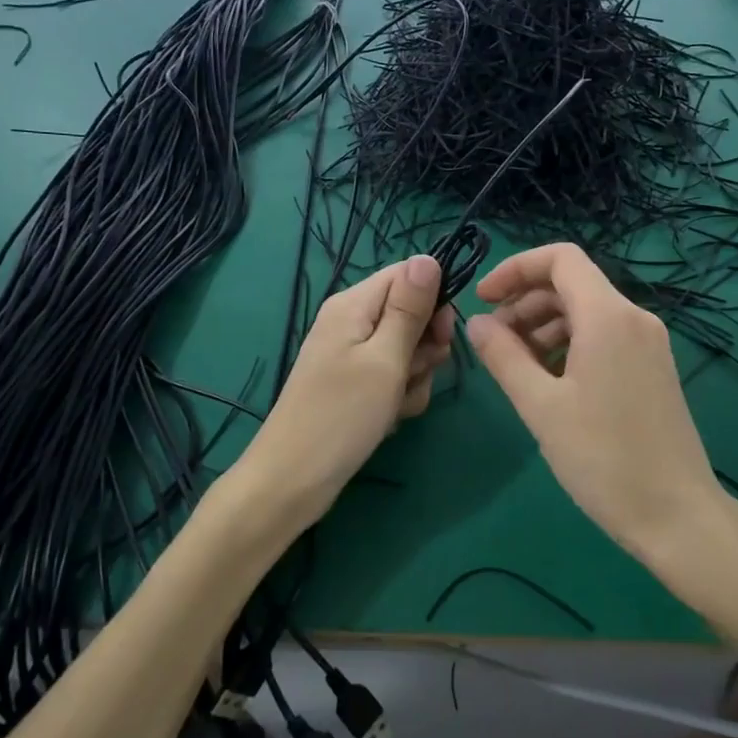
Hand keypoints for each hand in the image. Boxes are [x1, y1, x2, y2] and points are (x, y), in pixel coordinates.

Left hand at [235, 254, 453, 532]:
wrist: (293, 480)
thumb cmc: (342, 415)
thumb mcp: (385, 358)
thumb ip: (409, 308)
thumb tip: (429, 257)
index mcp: (353, 304)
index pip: (407, 275)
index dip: (434, 300)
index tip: (444, 335)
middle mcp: (351, 322)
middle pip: (411, 313)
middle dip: (424, 346)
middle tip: (415, 372)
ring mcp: (352, 355)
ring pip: (407, 350)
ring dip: (414, 377)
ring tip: (396, 403)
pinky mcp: (355, 385)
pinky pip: (393, 377)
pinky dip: (400, 396)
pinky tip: (389, 418)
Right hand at [467, 243, 726, 558]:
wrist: (677, 516)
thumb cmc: (603, 458)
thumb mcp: (541, 406)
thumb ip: (503, 356)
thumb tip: (476, 323)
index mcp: (608, 316)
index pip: (560, 258)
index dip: (516, 269)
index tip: (483, 299)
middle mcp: (634, 318)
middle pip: (571, 284)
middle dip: (525, 302)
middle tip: (493, 342)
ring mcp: (648, 344)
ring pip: (586, 312)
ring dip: (544, 326)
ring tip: (516, 366)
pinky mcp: (653, 369)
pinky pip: (604, 337)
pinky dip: (569, 344)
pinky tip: (549, 381)